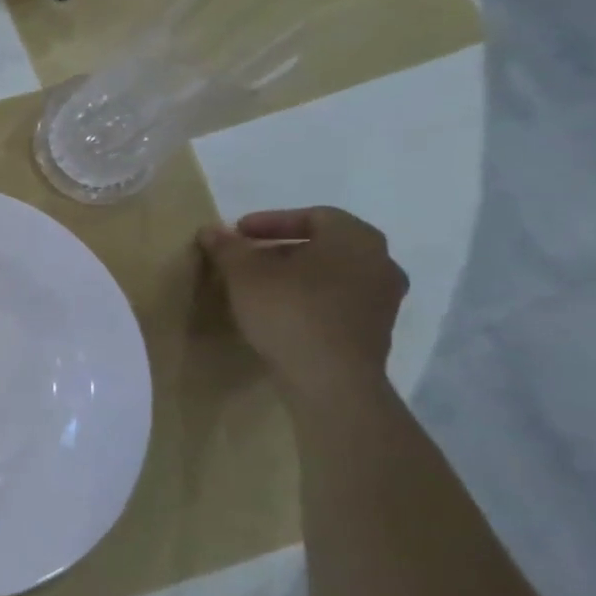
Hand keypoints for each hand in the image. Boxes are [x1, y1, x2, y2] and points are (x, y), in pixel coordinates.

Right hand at [198, 207, 407, 399]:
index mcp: (355, 238)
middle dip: (282, 249)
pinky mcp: (376, 330)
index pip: (314, 216)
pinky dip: (310, 298)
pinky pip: (338, 301)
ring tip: (260, 287)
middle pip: (325, 245)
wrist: (330, 380)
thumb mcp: (244, 274)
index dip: (271, 221)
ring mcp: (383, 299)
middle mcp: (380, 262)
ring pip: (332, 274)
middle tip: (247, 258)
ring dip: (297, 275)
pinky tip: (281, 312)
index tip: (239, 233)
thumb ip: (228, 248)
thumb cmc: (289, 312)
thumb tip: (211, 230)